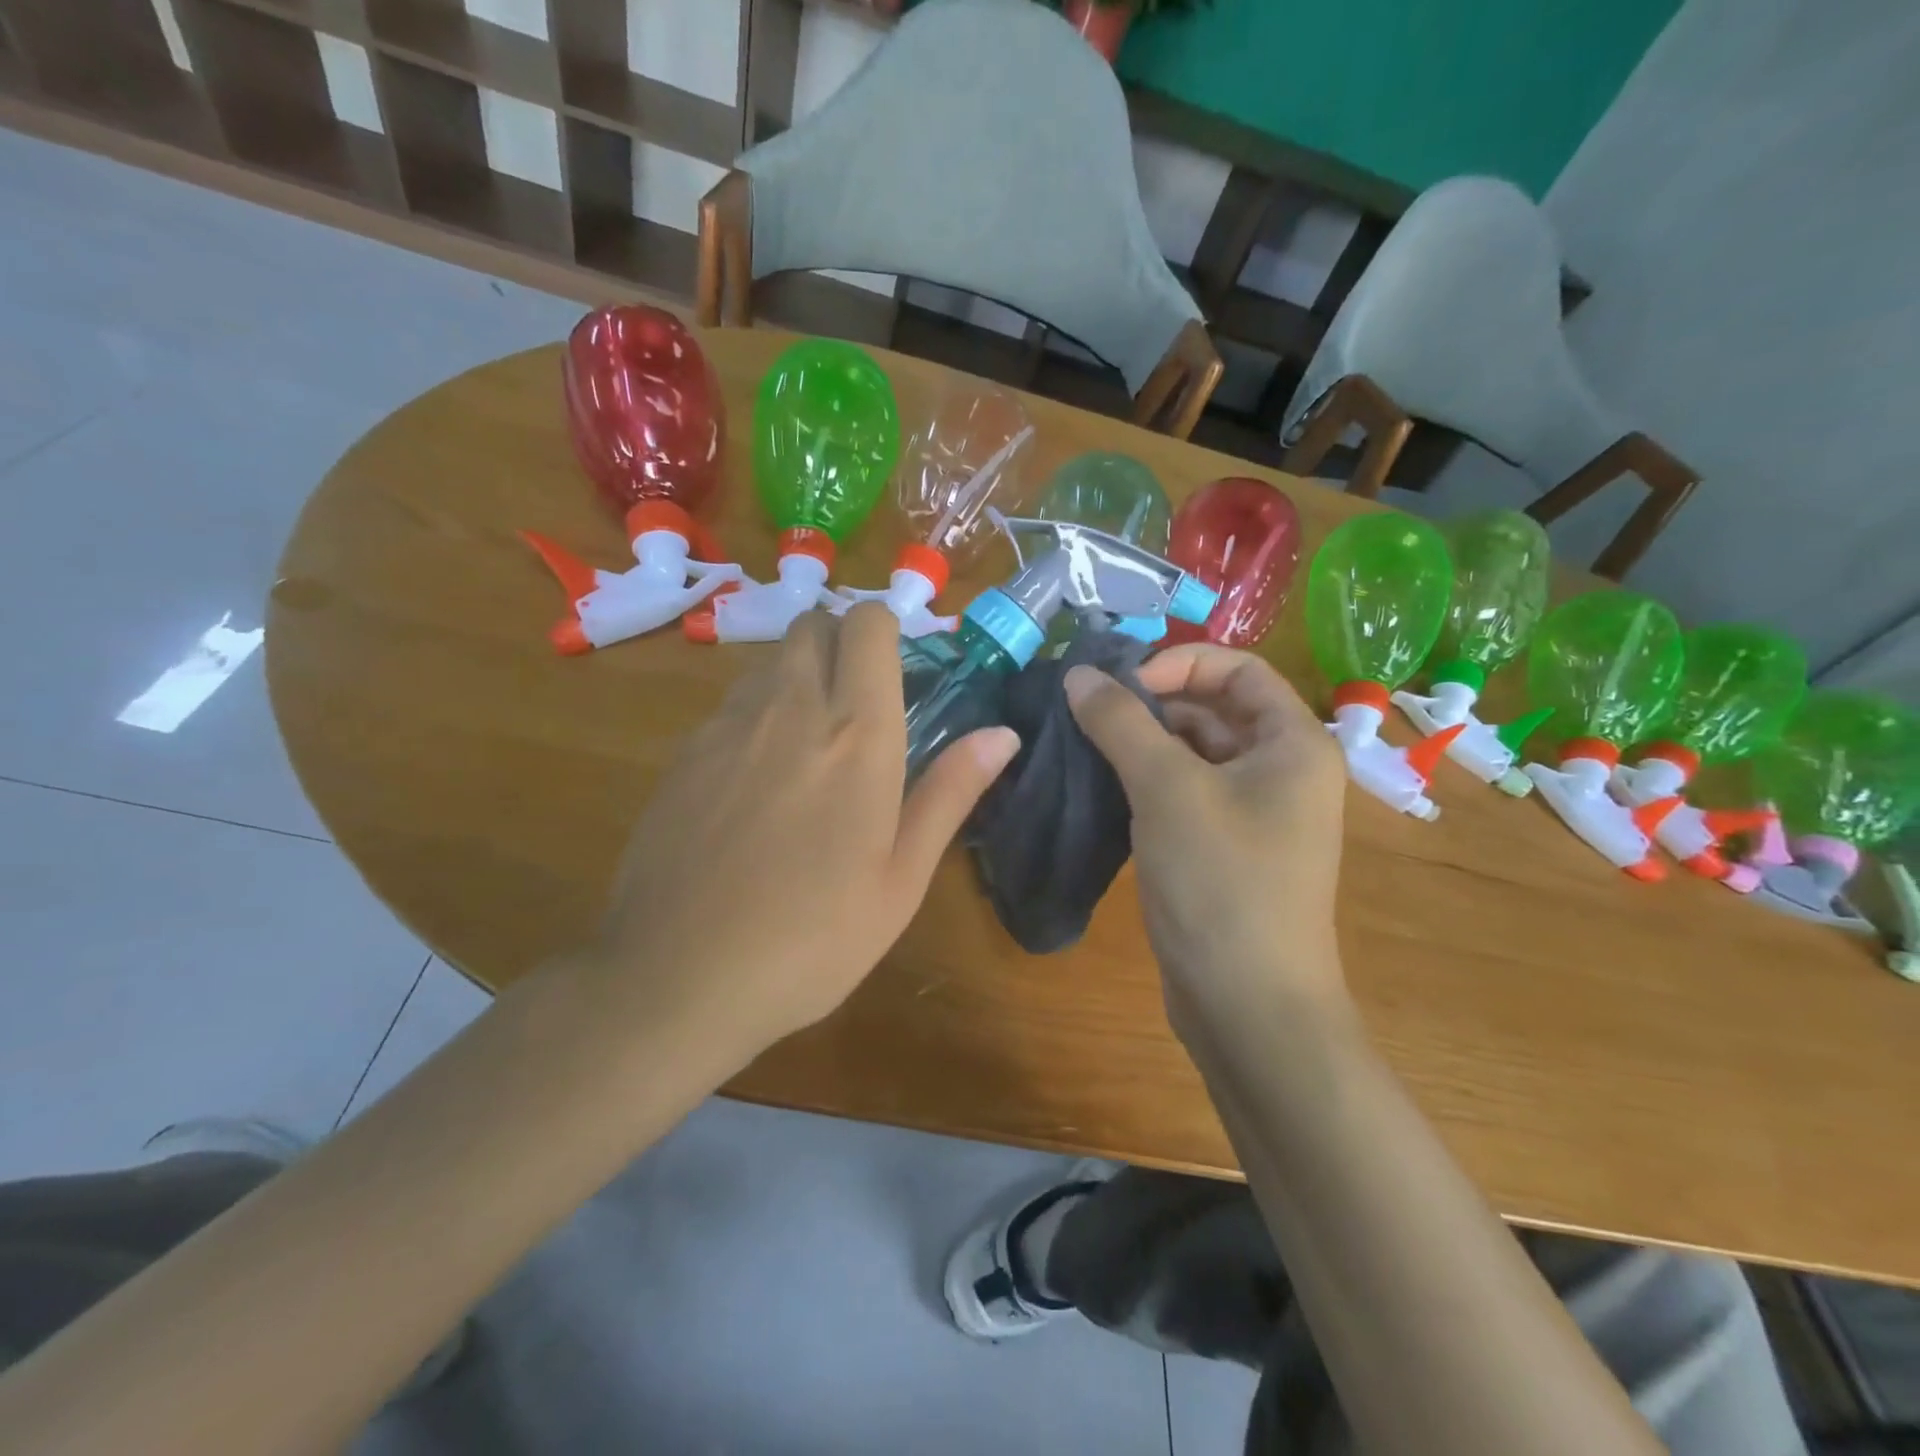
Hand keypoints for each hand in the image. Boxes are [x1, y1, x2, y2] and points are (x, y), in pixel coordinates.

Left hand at [584, 603, 1018, 1060]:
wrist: (678, 979)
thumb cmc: (813, 938)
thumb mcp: (901, 878)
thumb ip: (950, 793)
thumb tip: (1002, 734)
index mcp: (857, 734)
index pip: (868, 625)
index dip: (886, 630)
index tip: (900, 670)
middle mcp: (789, 709)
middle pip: (813, 623)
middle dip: (841, 639)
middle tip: (860, 700)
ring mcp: (727, 726)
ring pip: (770, 659)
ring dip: (799, 673)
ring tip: (812, 742)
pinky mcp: (684, 753)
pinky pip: (732, 703)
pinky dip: (757, 712)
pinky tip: (758, 780)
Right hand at [1065, 645, 1348, 1025]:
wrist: (1248, 1005)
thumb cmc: (1221, 882)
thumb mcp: (1167, 790)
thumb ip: (1120, 723)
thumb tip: (1078, 674)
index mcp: (1293, 743)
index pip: (1238, 669)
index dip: (1177, 663)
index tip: (1118, 686)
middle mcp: (1282, 770)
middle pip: (1213, 709)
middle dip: (1151, 703)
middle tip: (1087, 712)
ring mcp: (1254, 813)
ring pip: (1193, 754)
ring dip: (1142, 743)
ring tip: (1083, 745)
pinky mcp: (1224, 849)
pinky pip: (1184, 794)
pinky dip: (1146, 782)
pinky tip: (1101, 787)